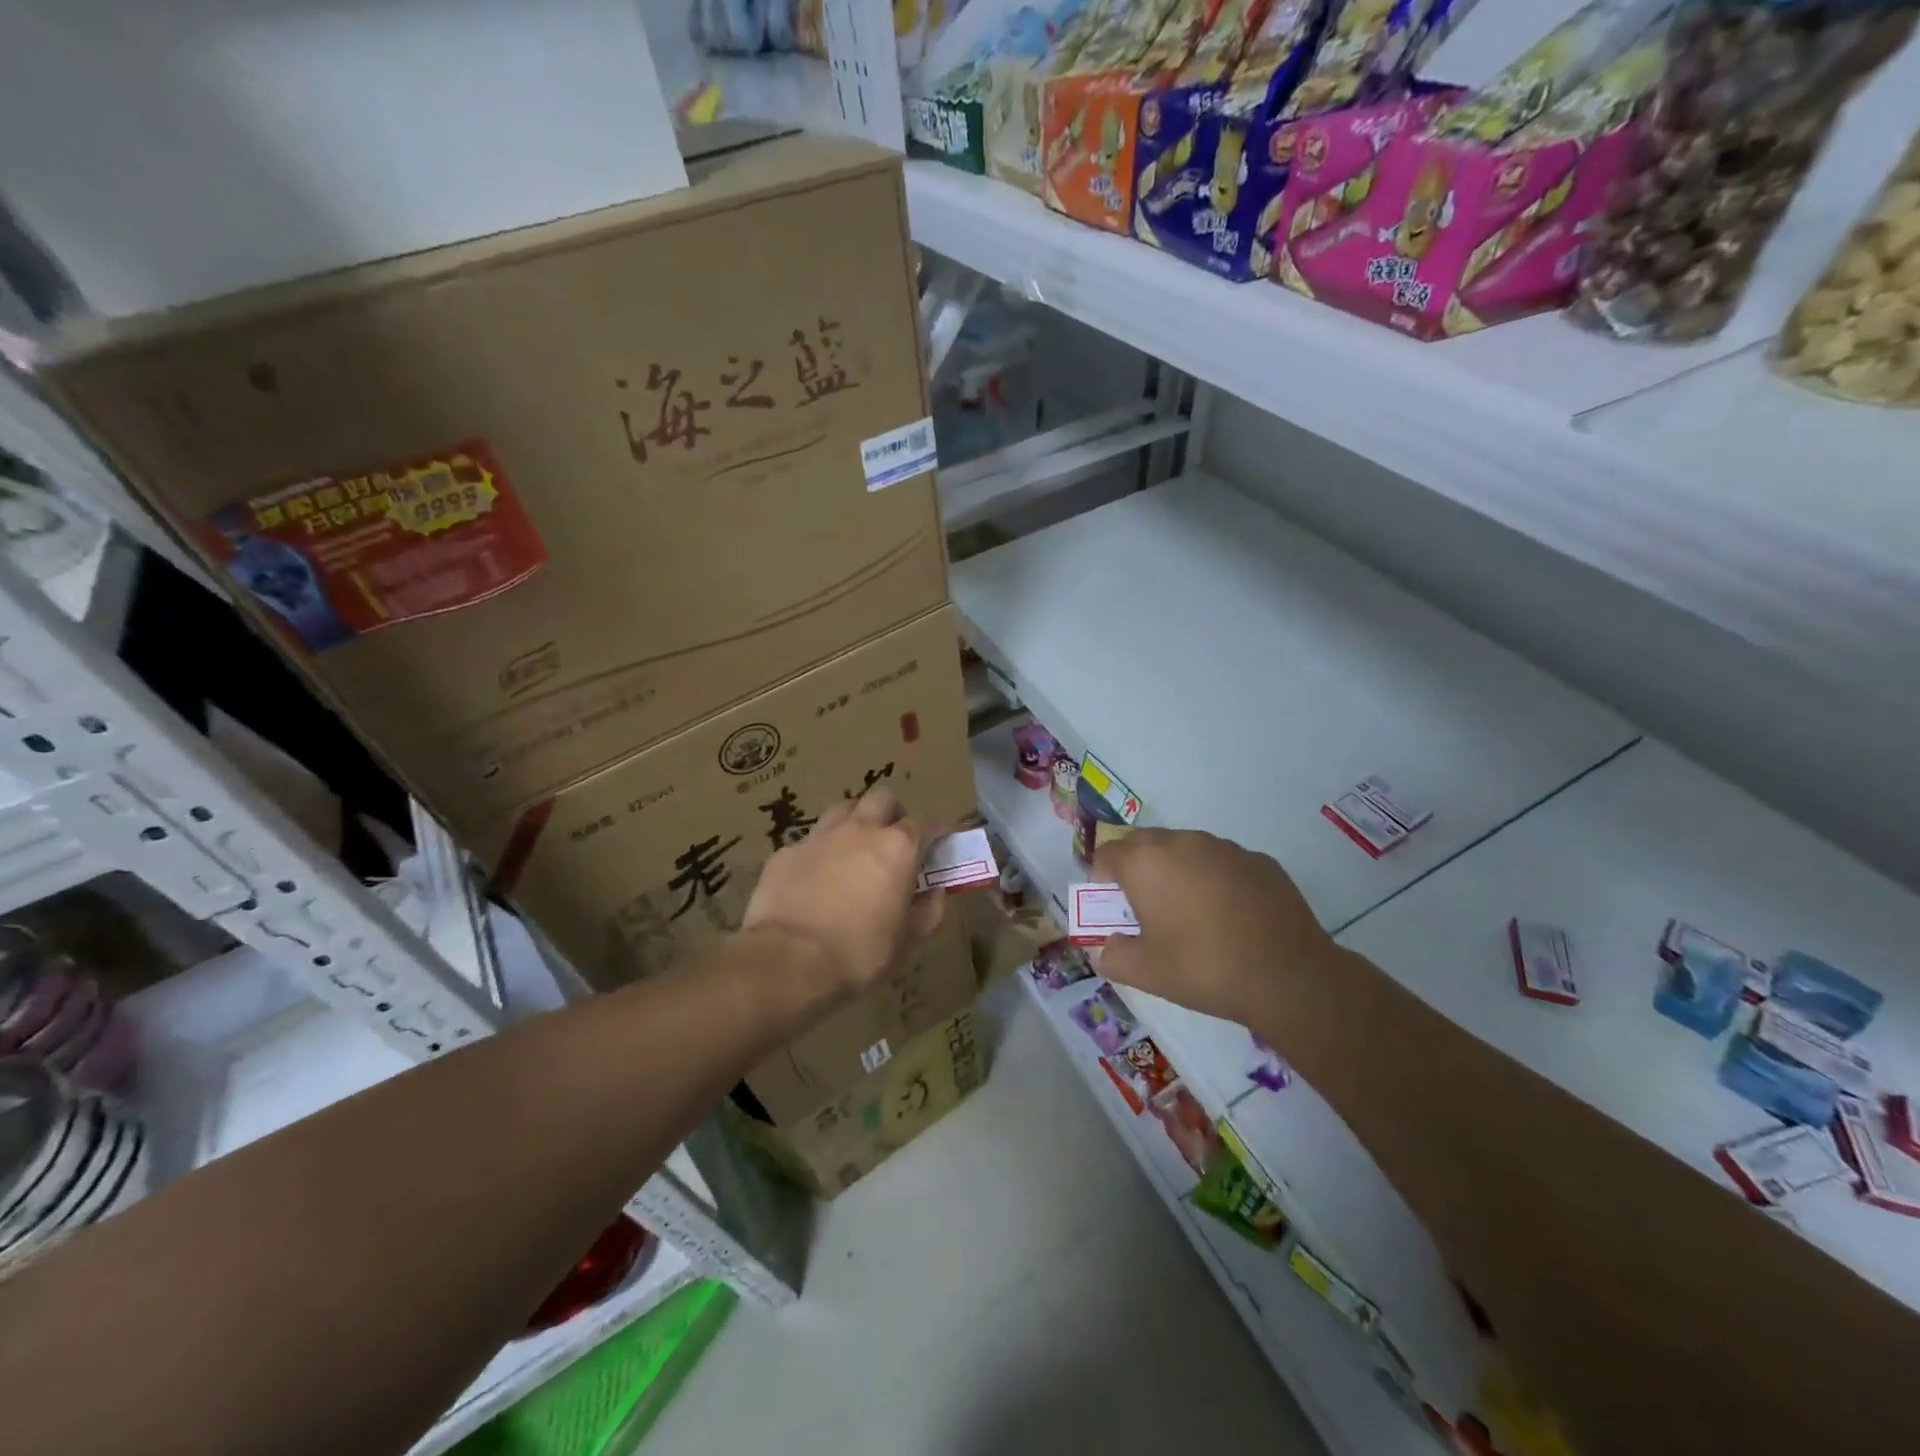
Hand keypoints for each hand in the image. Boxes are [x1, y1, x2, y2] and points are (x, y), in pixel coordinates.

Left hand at [741, 787, 943, 998]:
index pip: (925, 824)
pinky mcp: (787, 852)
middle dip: (892, 813)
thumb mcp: (907, 940)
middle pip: (882, 799)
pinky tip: (815, 878)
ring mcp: (820, 836)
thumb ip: (927, 910)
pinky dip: (819, 852)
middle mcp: (861, 830)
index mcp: (897, 848)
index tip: (935, 848)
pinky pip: (810, 841)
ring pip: (843, 809)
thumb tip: (935, 892)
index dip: (933, 835)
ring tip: (853, 850)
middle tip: (892, 840)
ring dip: (854, 822)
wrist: (788, 960)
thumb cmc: (859, 953)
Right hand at [1092, 829, 1335, 1029]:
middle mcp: (1182, 841)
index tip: (1112, 909)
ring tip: (1190, 913)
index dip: (1101, 880)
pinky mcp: (1259, 860)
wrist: (1288, 975)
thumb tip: (1105, 947)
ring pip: (1185, 849)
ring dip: (1176, 871)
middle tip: (1145, 909)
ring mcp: (1224, 847)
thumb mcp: (1144, 972)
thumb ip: (1111, 955)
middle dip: (1136, 870)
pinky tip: (1229, 915)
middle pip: (1143, 844)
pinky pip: (1221, 862)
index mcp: (1146, 862)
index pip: (1106, 854)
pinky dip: (1213, 879)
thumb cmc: (1203, 968)